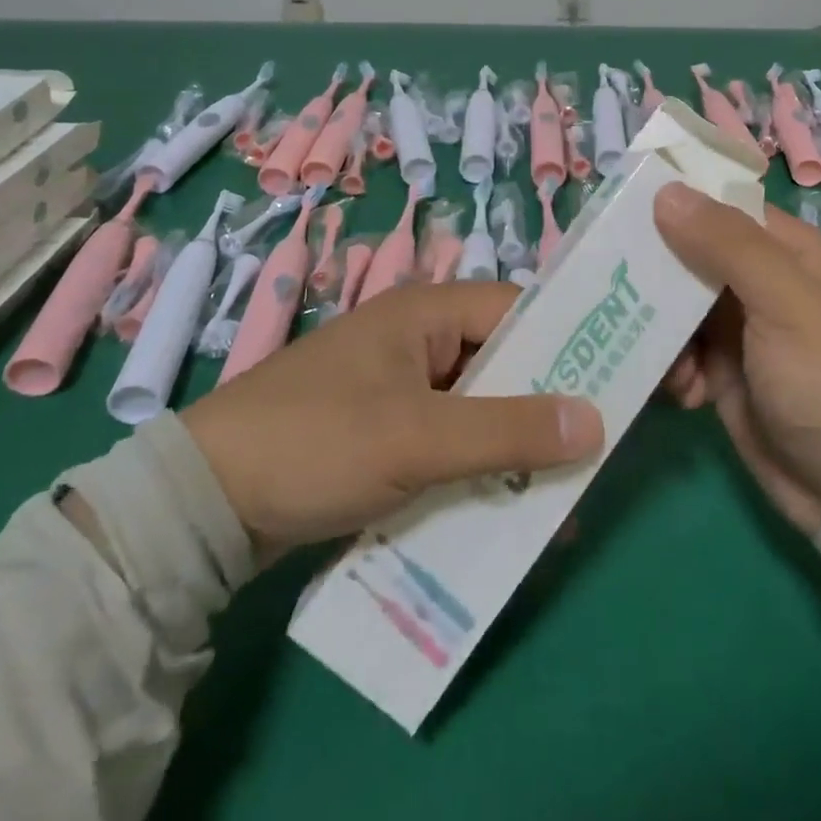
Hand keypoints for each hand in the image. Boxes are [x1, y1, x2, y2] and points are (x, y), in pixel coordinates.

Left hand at [181, 282, 603, 558]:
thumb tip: (598, 422)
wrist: (204, 503)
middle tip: (595, 451)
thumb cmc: (317, 441)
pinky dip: (476, 467)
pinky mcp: (386, 430)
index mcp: (427, 311)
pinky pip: (449, 440)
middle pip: (503, 363)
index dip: (570, 343)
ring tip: (560, 494)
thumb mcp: (418, 437)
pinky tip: (503, 509)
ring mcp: (401, 386)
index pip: (519, 312)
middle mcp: (420, 338)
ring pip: (479, 407)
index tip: (616, 385)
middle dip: (546, 408)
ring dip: (513, 447)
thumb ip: (508, 429)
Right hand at [654, 184, 820, 533]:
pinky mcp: (723, 372)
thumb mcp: (785, 302)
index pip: (722, 206)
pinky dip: (672, 368)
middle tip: (615, 280)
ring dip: (660, 327)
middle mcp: (761, 282)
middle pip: (691, 254)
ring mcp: (740, 328)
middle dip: (656, 270)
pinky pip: (678, 351)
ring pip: (677, 304)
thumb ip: (728, 245)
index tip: (623, 203)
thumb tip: (667, 191)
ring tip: (661, 354)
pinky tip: (684, 393)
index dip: (676, 201)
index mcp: (787, 251)